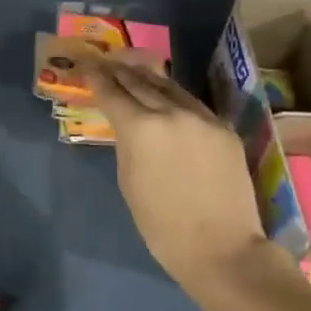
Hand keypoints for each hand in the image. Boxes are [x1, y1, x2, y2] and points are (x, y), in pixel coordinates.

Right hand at [82, 50, 289, 303]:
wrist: (221, 247)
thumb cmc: (161, 225)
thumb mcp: (128, 181)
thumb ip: (126, 144)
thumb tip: (127, 126)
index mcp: (141, 128)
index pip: (112, 93)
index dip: (96, 79)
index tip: (86, 67)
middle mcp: (171, 113)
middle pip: (140, 83)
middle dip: (120, 72)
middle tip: (105, 62)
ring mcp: (202, 118)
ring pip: (169, 87)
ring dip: (147, 77)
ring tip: (132, 69)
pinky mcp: (224, 128)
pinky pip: (193, 104)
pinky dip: (174, 96)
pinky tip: (166, 95)